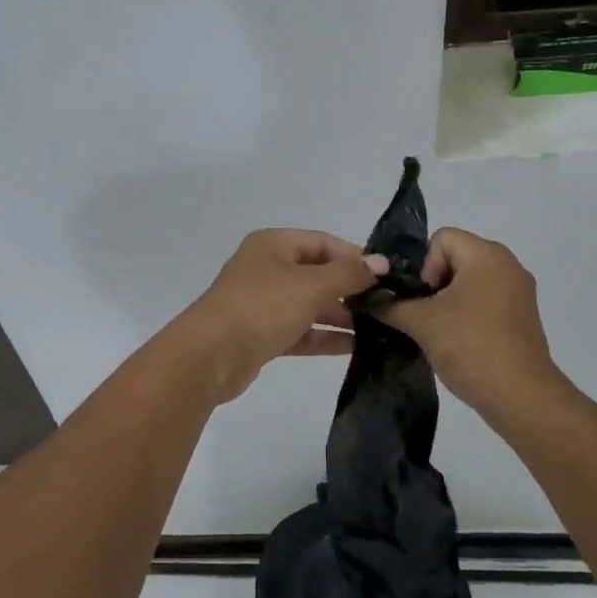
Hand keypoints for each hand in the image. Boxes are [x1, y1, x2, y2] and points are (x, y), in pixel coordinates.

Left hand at [178, 230, 387, 402]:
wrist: (210, 355)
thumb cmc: (262, 307)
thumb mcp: (311, 285)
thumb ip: (349, 274)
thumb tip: (381, 262)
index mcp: (272, 245)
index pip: (322, 242)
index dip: (353, 255)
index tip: (385, 274)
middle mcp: (266, 269)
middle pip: (316, 273)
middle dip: (349, 288)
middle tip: (386, 304)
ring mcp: (262, 303)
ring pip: (309, 304)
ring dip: (340, 315)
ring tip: (378, 328)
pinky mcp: (261, 335)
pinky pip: (300, 331)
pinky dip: (323, 337)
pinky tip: (355, 347)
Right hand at [377, 228, 565, 420]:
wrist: (520, 398)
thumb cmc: (470, 346)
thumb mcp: (420, 323)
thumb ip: (389, 304)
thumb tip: (366, 298)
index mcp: (487, 254)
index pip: (441, 239)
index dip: (424, 266)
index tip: (424, 300)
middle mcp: (508, 264)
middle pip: (454, 259)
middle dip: (432, 286)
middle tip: (425, 318)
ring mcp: (519, 292)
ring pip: (468, 283)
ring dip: (448, 303)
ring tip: (439, 333)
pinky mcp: (522, 317)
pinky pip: (485, 302)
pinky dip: (467, 316)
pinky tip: (459, 343)